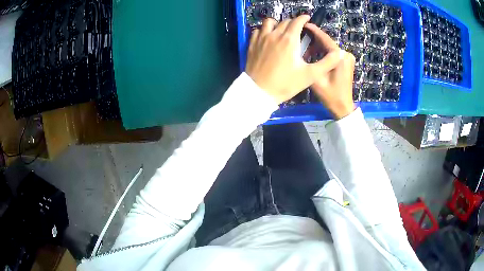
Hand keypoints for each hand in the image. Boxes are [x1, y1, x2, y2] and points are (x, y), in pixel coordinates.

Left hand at [246, 16, 341, 103]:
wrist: (259, 91)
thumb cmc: (286, 83)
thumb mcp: (310, 75)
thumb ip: (326, 63)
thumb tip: (338, 54)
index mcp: (289, 39)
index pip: (297, 21)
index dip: (304, 18)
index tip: (307, 19)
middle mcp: (274, 34)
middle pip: (285, 21)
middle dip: (293, 22)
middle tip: (298, 28)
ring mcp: (261, 38)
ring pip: (269, 22)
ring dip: (277, 23)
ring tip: (281, 30)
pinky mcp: (252, 44)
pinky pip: (257, 30)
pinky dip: (264, 30)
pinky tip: (267, 37)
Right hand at [305, 24, 355, 119]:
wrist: (343, 107)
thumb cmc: (331, 95)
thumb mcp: (317, 79)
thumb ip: (310, 63)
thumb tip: (303, 50)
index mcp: (340, 57)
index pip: (325, 39)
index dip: (314, 31)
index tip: (304, 25)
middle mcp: (346, 54)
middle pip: (327, 43)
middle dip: (314, 41)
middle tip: (300, 42)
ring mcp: (348, 58)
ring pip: (330, 48)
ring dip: (318, 48)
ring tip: (305, 52)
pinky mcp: (347, 62)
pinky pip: (333, 53)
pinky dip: (324, 53)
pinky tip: (315, 57)